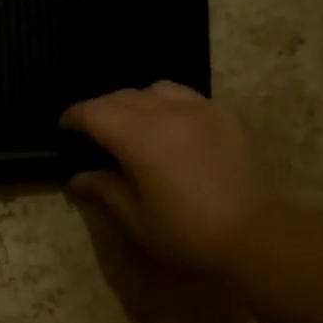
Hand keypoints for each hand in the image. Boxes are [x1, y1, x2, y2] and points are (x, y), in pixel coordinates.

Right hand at [60, 83, 263, 272]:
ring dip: (134, 101)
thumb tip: (79, 177)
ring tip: (132, 123)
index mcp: (139, 138)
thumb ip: (105, 191)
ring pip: (155, 89)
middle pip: (122, 96)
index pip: (94, 112)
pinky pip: (185, 96)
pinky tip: (169, 125)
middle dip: (100, 109)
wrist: (259, 233)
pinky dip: (166, 102)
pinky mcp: (224, 116)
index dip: (73, 117)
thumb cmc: (189, 233)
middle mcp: (166, 113)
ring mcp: (199, 110)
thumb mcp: (137, 220)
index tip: (64, 129)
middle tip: (92, 131)